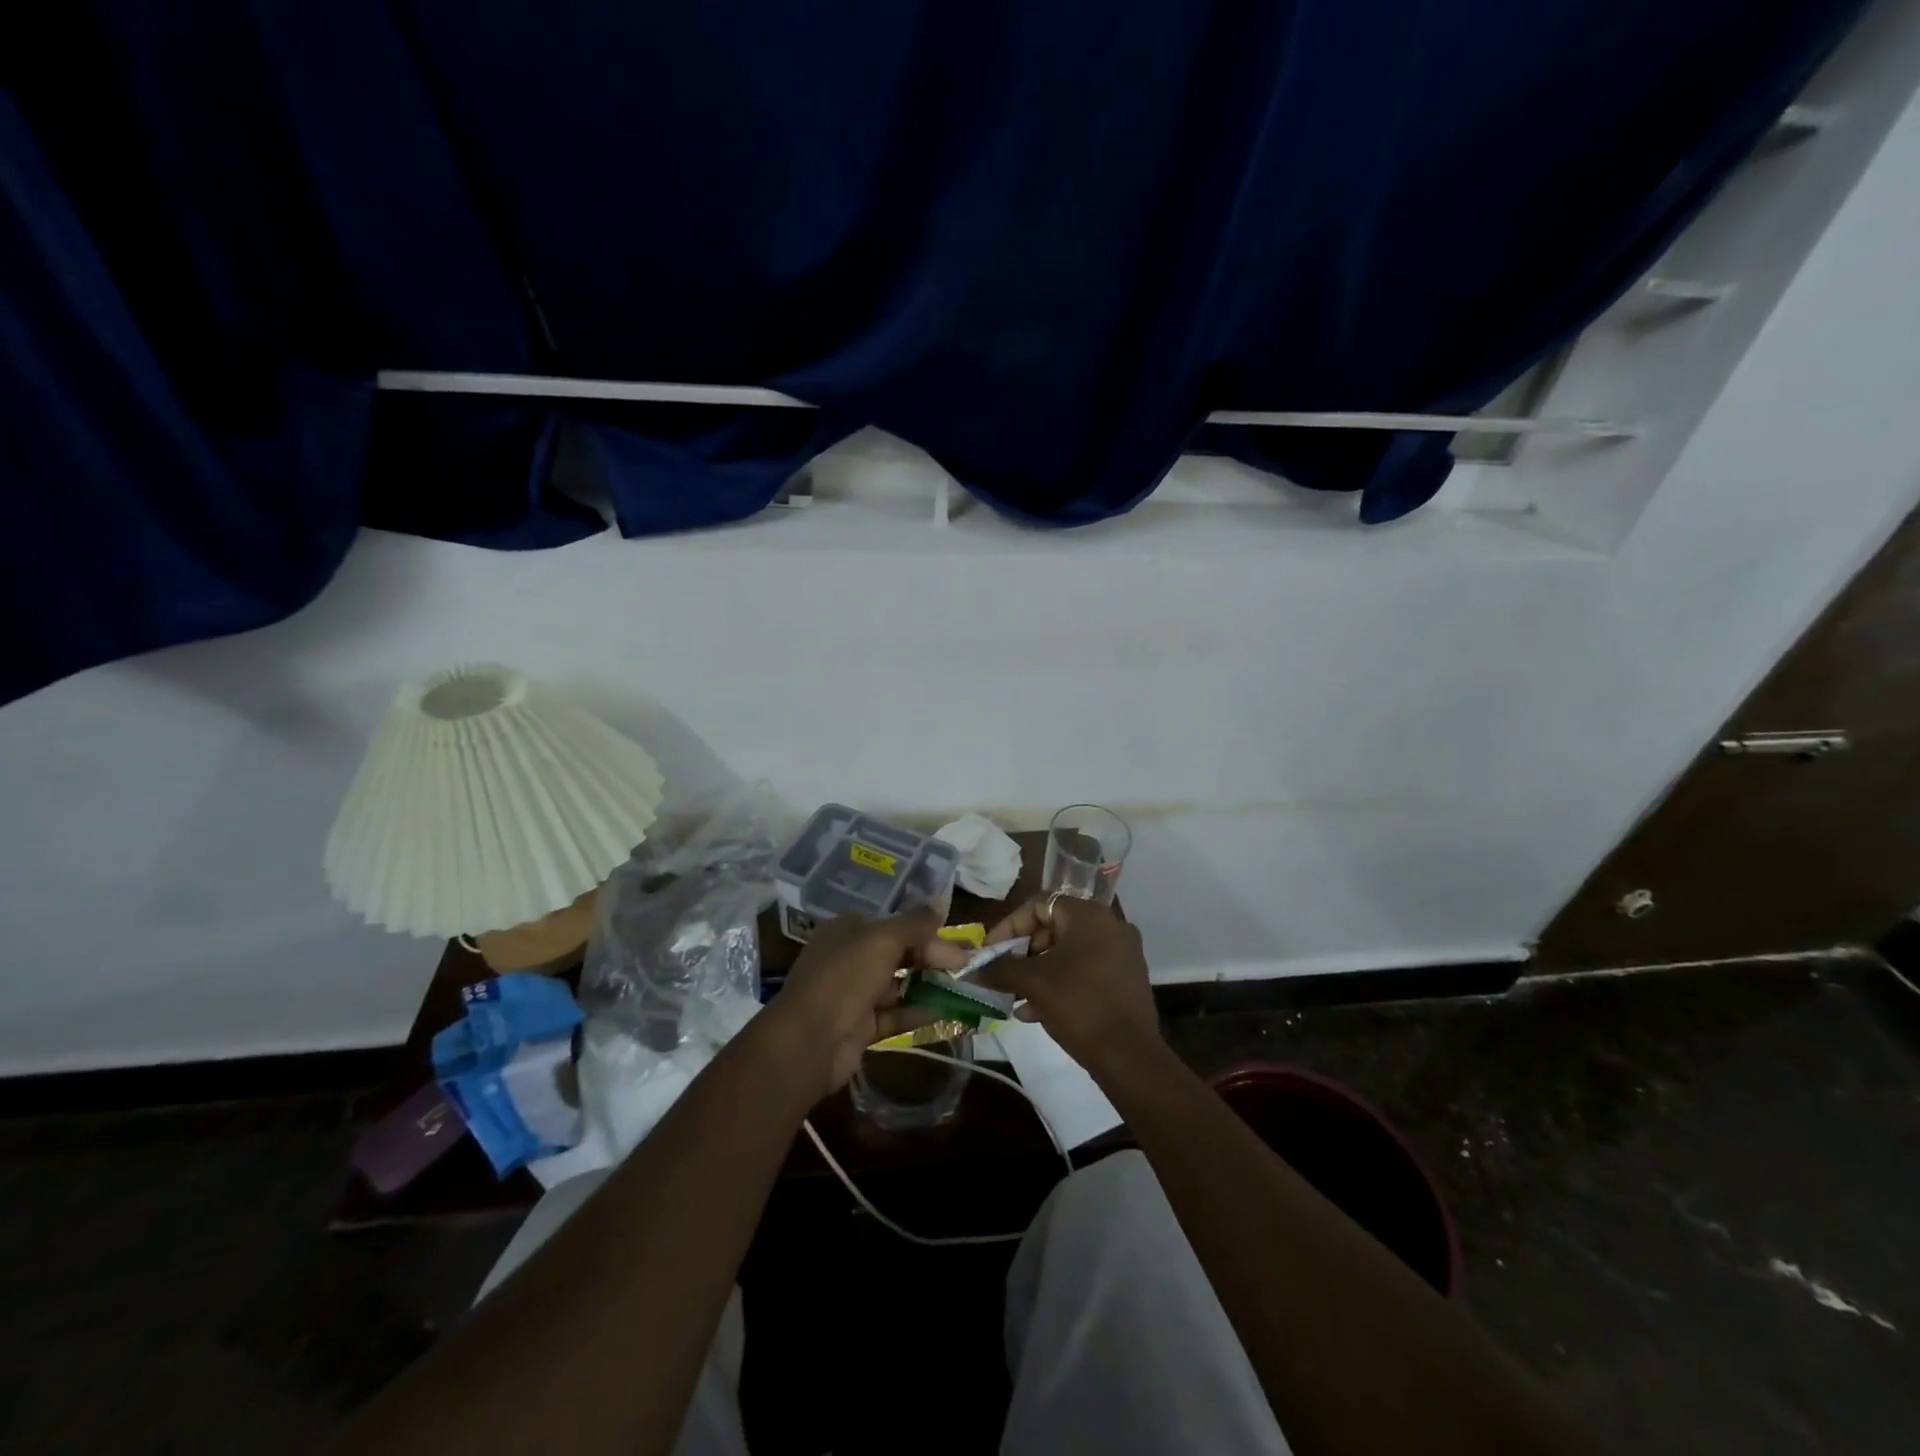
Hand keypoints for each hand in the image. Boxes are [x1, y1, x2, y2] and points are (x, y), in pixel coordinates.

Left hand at [764, 908, 970, 1098]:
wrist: (809, 1040)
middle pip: (899, 953)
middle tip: (966, 965)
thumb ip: (915, 923)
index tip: (957, 942)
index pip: (894, 924)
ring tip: (963, 987)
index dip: (926, 931)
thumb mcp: (883, 939)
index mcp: (848, 930)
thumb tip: (940, 903)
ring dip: (929, 985)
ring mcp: (854, 994)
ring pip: (899, 984)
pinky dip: (919, 1012)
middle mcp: (850, 958)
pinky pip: (895, 1014)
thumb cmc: (845, 977)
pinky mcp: (861, 1026)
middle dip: (932, 957)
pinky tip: (946, 1012)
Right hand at [973, 896, 1162, 1078]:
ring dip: (1038, 972)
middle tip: (1003, 975)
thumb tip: (974, 967)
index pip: (1039, 905)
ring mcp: (1122, 953)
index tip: (991, 951)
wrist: (1129, 1056)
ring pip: (1068, 953)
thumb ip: (1001, 969)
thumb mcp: (1033, 983)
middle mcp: (1110, 925)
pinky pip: (1085, 971)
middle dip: (1023, 952)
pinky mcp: (1127, 979)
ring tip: (1015, 998)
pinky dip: (1060, 983)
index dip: (1010, 926)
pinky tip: (1035, 1012)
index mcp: (1089, 915)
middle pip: (1054, 928)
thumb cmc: (1078, 1005)